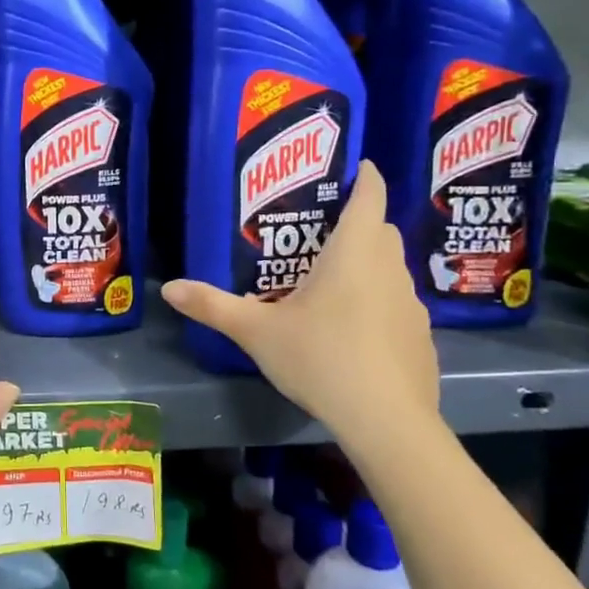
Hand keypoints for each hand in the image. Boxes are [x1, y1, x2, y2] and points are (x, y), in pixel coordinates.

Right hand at [161, 160, 441, 446]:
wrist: (387, 422)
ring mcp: (411, 305)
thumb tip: (168, 288)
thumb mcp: (256, 332)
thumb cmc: (321, 358)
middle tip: (320, 232)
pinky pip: (398, 305)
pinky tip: (353, 332)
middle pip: (381, 230)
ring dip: (368, 265)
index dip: (365, 176)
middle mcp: (389, 269)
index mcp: (353, 253)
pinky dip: (378, 304)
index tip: (355, 167)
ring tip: (331, 283)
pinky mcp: (420, 338)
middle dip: (358, 223)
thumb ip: (212, 306)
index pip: (370, 196)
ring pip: (391, 269)